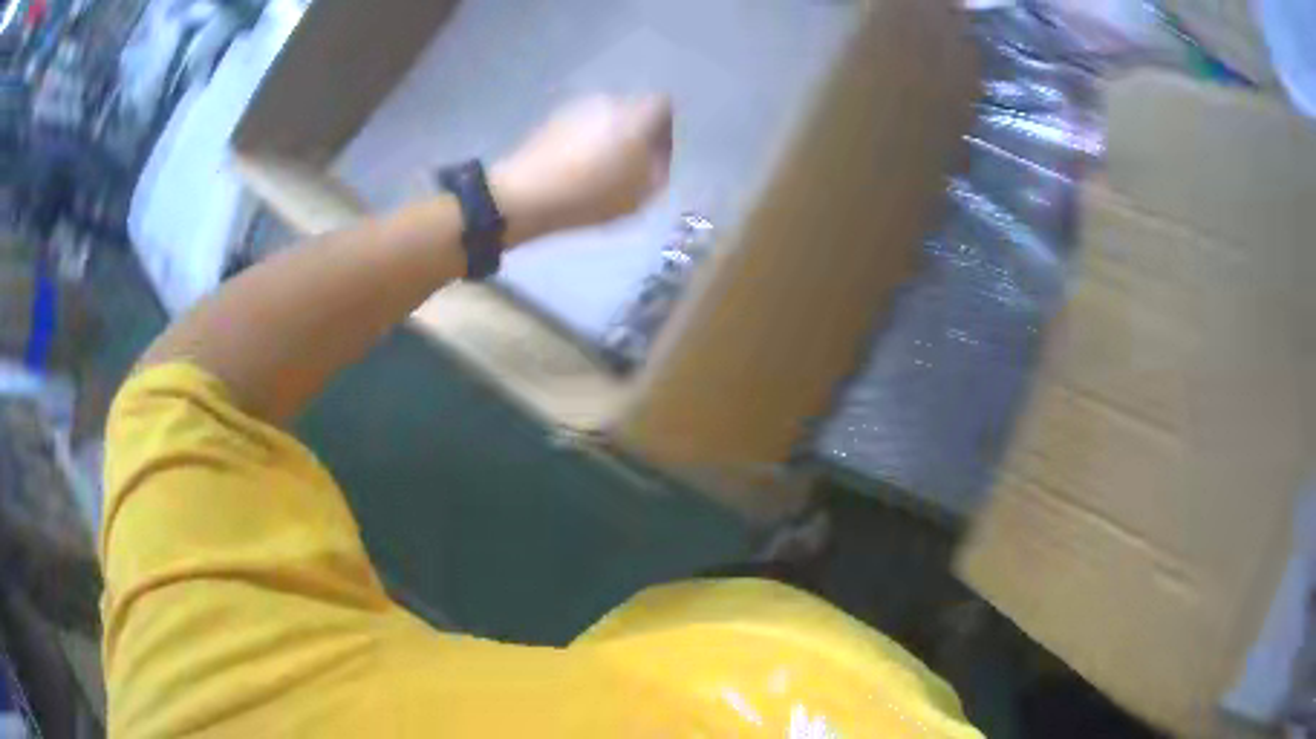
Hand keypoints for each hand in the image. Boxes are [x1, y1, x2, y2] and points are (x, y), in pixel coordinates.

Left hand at [490, 94, 673, 244]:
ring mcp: (575, 108)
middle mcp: (609, 100)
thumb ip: (659, 171)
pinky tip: (573, 171)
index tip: (655, 157)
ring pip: (603, 120)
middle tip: (628, 167)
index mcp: (637, 113)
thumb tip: (655, 158)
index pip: (663, 106)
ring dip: (606, 139)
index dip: (664, 130)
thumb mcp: (643, 193)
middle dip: (633, 135)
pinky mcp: (550, 121)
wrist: (527, 194)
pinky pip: (578, 129)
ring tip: (598, 172)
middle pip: (631, 111)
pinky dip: (581, 144)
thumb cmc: (593, 193)